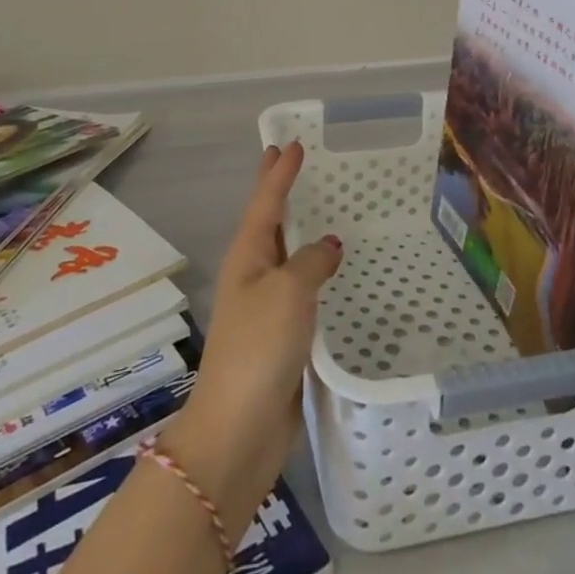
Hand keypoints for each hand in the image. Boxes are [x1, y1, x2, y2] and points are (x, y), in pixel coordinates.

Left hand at [161, 141, 341, 526]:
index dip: (279, 172)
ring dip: (302, 232)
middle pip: (270, 222)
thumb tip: (330, 244)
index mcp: (247, 255)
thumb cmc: (259, 347)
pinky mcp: (282, 337)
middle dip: (281, 193)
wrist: (239, 430)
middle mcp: (253, 274)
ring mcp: (265, 306)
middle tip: (296, 163)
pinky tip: (336, 273)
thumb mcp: (288, 292)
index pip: (266, 201)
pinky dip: (317, 273)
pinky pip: (303, 291)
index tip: (290, 144)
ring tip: (326, 211)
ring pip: (288, 256)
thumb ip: (312, 261)